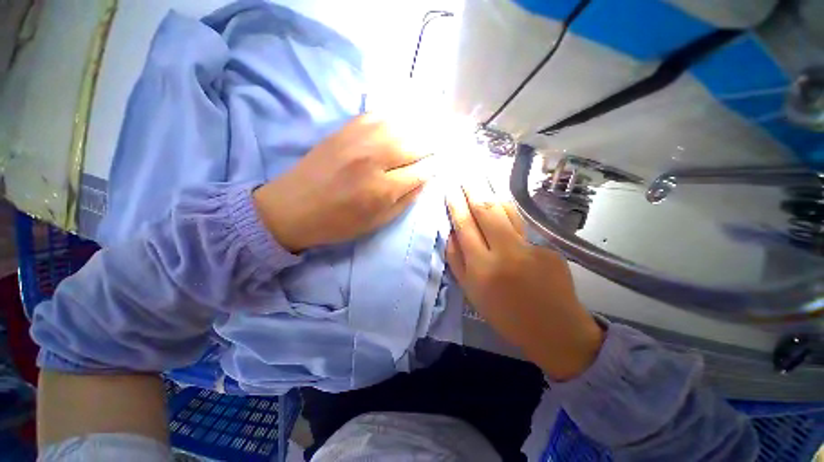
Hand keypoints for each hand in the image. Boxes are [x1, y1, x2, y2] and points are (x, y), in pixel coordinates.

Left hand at [254, 114, 435, 251]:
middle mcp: (374, 159)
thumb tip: (425, 180)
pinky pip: (378, 115)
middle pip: (416, 144)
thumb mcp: (377, 222)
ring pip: (401, 125)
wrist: (292, 208)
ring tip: (434, 128)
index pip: (422, 170)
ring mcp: (358, 139)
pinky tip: (405, 121)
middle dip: (435, 143)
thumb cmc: (338, 223)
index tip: (447, 162)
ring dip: (421, 127)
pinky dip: (397, 117)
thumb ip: (405, 200)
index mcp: (382, 189)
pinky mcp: (344, 129)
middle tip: (446, 142)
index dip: (437, 166)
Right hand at [446, 178, 604, 380]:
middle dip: (472, 187)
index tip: (449, 187)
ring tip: (481, 173)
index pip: (464, 226)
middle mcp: (505, 253)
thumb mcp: (472, 293)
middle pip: (486, 210)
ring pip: (507, 210)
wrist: (555, 331)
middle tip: (463, 169)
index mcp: (482, 268)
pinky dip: (508, 212)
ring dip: (492, 189)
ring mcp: (531, 247)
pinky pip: (521, 225)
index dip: (455, 204)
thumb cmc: (506, 316)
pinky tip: (501, 203)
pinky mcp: (549, 247)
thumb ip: (457, 261)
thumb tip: (451, 234)